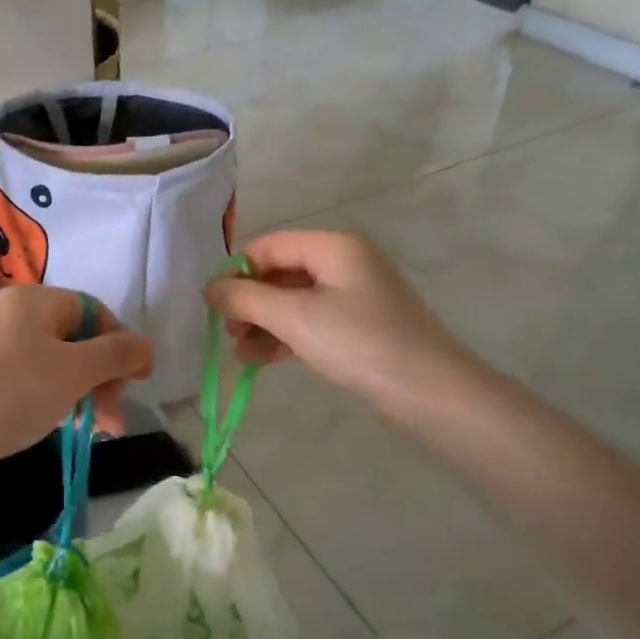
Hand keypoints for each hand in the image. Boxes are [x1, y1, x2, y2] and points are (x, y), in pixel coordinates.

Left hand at [0, 285, 153, 476]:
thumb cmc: (9, 391)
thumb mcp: (72, 371)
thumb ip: (115, 355)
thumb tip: (146, 345)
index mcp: (36, 302)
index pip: (93, 311)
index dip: (120, 343)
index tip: (138, 381)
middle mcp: (14, 319)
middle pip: (75, 340)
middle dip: (102, 378)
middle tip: (113, 419)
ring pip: (54, 368)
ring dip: (81, 396)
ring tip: (95, 433)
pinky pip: (30, 386)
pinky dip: (51, 404)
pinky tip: (58, 428)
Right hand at [205, 231, 477, 414]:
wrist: (429, 392)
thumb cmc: (359, 343)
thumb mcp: (295, 317)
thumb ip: (245, 299)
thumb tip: (209, 287)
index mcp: (333, 247)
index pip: (267, 246)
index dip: (235, 272)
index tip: (212, 306)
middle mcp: (344, 263)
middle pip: (279, 272)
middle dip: (248, 301)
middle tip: (228, 331)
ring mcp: (353, 296)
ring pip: (292, 301)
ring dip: (262, 322)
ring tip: (240, 352)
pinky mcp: (357, 327)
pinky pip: (309, 322)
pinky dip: (283, 336)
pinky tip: (259, 359)